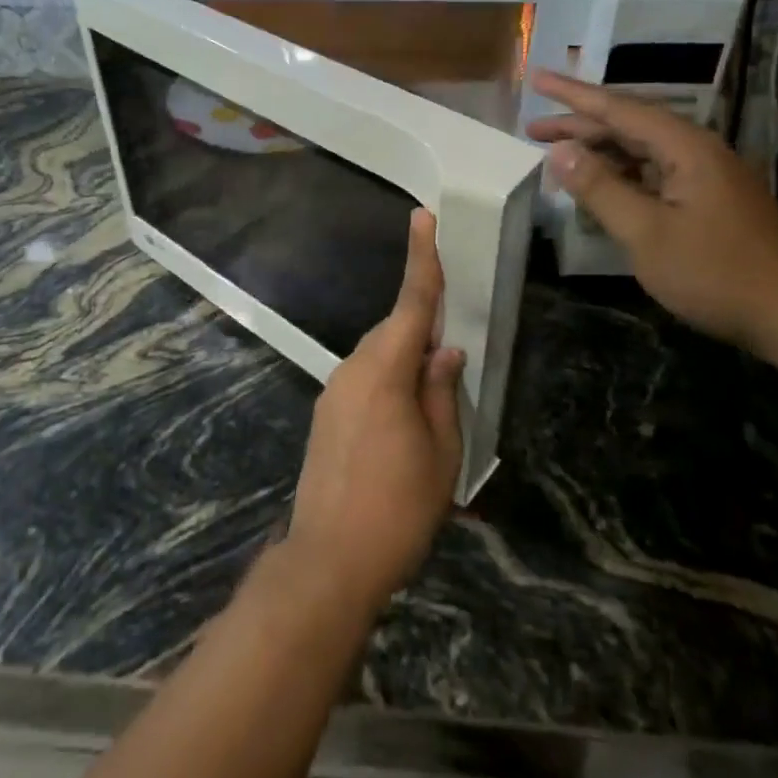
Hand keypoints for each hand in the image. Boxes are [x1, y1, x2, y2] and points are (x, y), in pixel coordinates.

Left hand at [286, 208, 464, 617]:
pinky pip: (364, 380)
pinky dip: (388, 383)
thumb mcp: (441, 453)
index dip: (421, 259)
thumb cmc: (398, 508)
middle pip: (394, 331)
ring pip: (378, 357)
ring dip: (406, 363)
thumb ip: (442, 392)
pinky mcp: (325, 415)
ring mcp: (333, 392)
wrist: (328, 560)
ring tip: (431, 404)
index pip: (410, 304)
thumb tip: (446, 350)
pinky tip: (402, 422)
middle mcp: (352, 370)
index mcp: (385, 371)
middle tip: (451, 353)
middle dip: (422, 330)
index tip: (421, 217)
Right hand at [528, 69, 777, 355]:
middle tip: (532, 130)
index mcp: (685, 148)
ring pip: (641, 152)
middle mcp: (697, 151)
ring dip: (599, 152)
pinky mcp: (709, 202)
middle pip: (629, 127)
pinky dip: (620, 176)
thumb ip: (600, 188)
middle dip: (579, 126)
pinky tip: (600, 188)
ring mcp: (706, 177)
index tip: (538, 79)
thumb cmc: (716, 272)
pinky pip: (654, 175)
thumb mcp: (646, 233)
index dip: (573, 95)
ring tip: (556, 157)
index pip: (619, 108)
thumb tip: (559, 151)